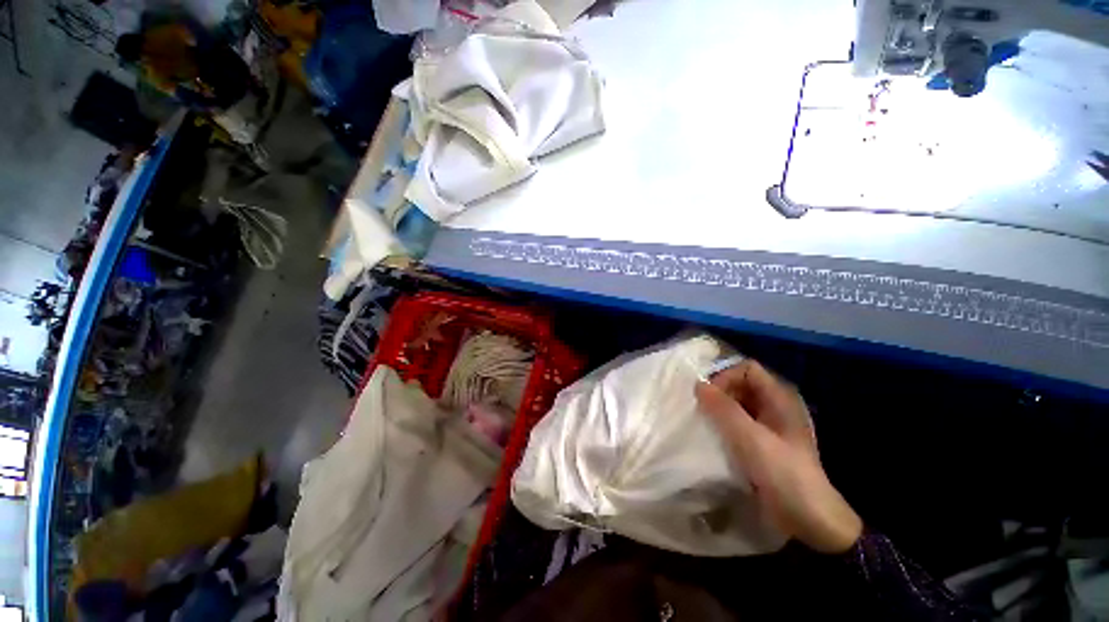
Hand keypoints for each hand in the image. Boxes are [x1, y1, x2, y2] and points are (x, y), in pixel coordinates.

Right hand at [695, 360, 861, 553]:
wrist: (809, 521)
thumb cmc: (784, 474)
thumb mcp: (751, 439)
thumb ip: (723, 409)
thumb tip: (698, 384)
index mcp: (780, 398)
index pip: (747, 369)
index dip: (726, 376)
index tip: (708, 397)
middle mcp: (775, 406)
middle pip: (740, 384)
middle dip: (719, 393)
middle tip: (701, 410)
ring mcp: (770, 425)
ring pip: (737, 403)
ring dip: (718, 409)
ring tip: (703, 422)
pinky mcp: (762, 442)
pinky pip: (737, 422)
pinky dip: (723, 424)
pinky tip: (713, 436)